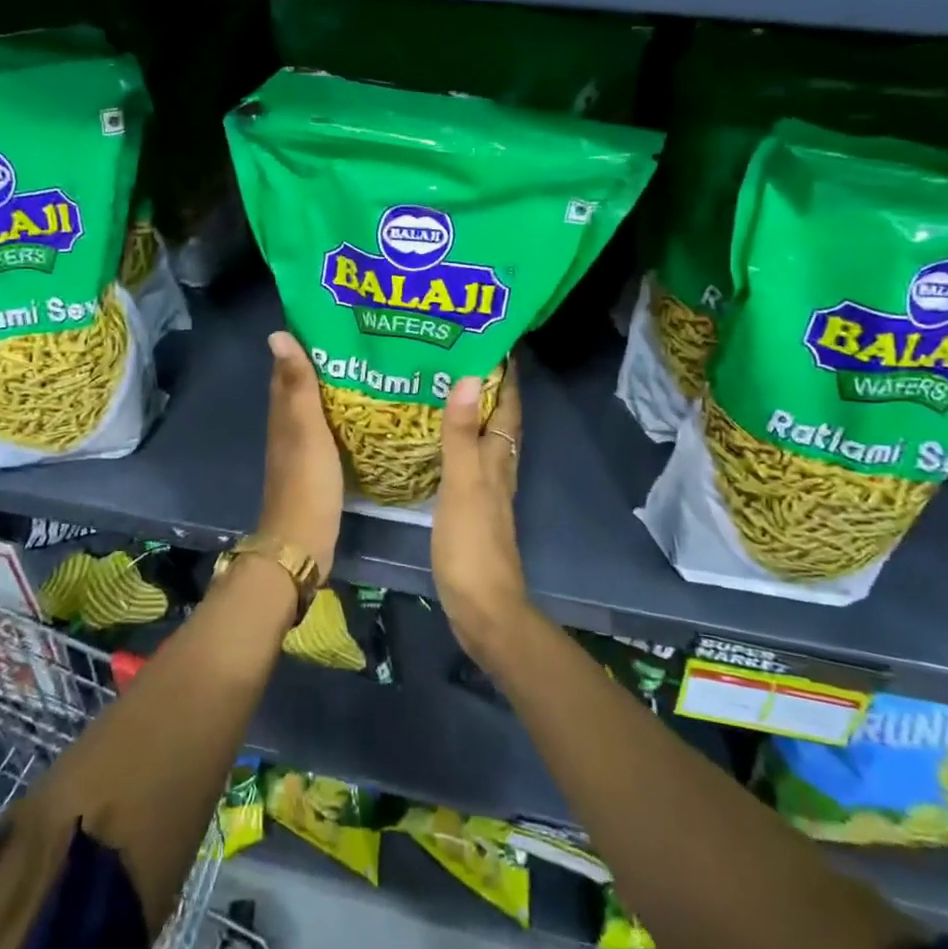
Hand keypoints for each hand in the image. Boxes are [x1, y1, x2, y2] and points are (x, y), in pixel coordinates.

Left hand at [255, 331, 343, 580]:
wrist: (303, 540)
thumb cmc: (306, 480)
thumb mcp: (305, 427)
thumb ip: (297, 384)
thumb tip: (278, 334)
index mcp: (283, 413)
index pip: (288, 369)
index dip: (303, 344)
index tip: (331, 321)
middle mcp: (288, 427)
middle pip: (302, 387)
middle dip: (324, 363)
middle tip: (360, 342)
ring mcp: (302, 449)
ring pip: (315, 409)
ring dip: (334, 390)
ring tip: (368, 369)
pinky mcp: (317, 468)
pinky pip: (328, 431)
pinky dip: (341, 417)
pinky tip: (364, 414)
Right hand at [432, 363, 526, 658]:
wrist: (482, 608)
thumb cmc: (472, 545)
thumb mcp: (462, 484)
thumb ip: (462, 434)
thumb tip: (470, 377)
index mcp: (499, 460)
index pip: (509, 407)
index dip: (507, 376)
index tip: (496, 340)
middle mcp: (498, 470)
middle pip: (501, 421)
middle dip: (489, 388)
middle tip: (460, 356)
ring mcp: (486, 492)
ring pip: (485, 441)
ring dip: (474, 414)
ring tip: (446, 388)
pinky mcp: (471, 510)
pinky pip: (468, 463)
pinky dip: (458, 443)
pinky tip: (437, 443)